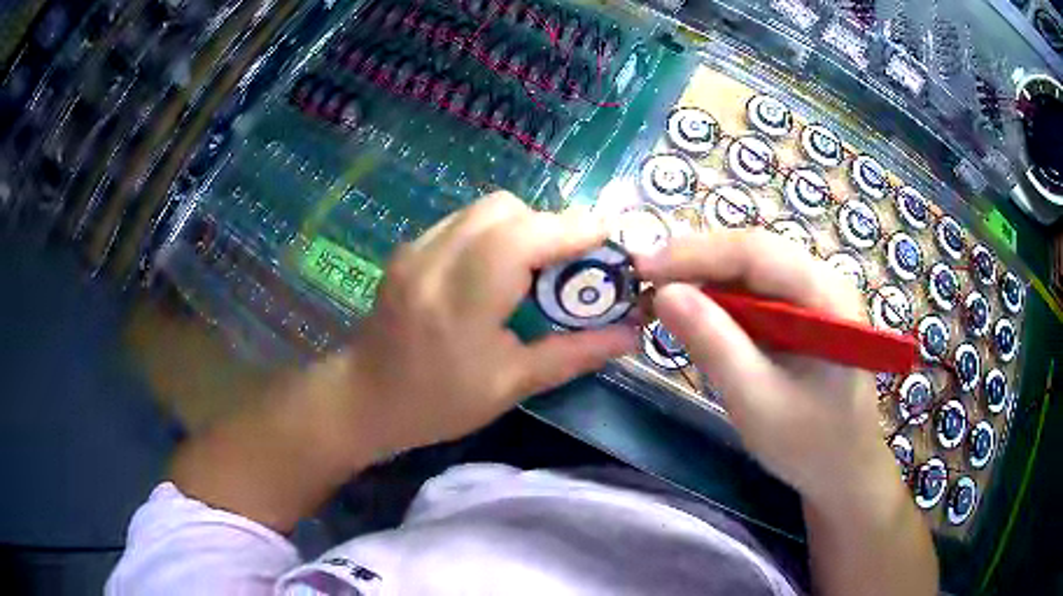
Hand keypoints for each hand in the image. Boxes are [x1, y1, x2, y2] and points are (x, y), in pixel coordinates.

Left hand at [332, 192, 637, 456]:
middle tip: (571, 265)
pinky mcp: (409, 248)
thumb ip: (575, 353)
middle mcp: (435, 259)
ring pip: (485, 208)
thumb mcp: (512, 385)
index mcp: (462, 300)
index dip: (574, 229)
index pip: (524, 237)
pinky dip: (495, 232)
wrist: (365, 398)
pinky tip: (497, 270)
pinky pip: (465, 221)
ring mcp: (416, 248)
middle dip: (550, 226)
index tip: (610, 238)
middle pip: (506, 209)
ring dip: (523, 226)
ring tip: (537, 268)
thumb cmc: (438, 403)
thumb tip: (631, 334)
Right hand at [636, 230, 898, 507]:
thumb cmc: (809, 444)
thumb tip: (663, 293)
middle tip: (643, 278)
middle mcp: (824, 280)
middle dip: (696, 260)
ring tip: (660, 291)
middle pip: (752, 251)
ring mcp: (815, 293)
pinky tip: (696, 310)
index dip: (695, 253)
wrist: (843, 469)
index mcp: (827, 297)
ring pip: (751, 266)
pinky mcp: (803, 310)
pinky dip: (720, 296)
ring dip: (704, 275)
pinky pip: (755, 289)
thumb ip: (714, 345)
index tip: (642, 267)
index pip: (756, 252)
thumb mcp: (756, 402)